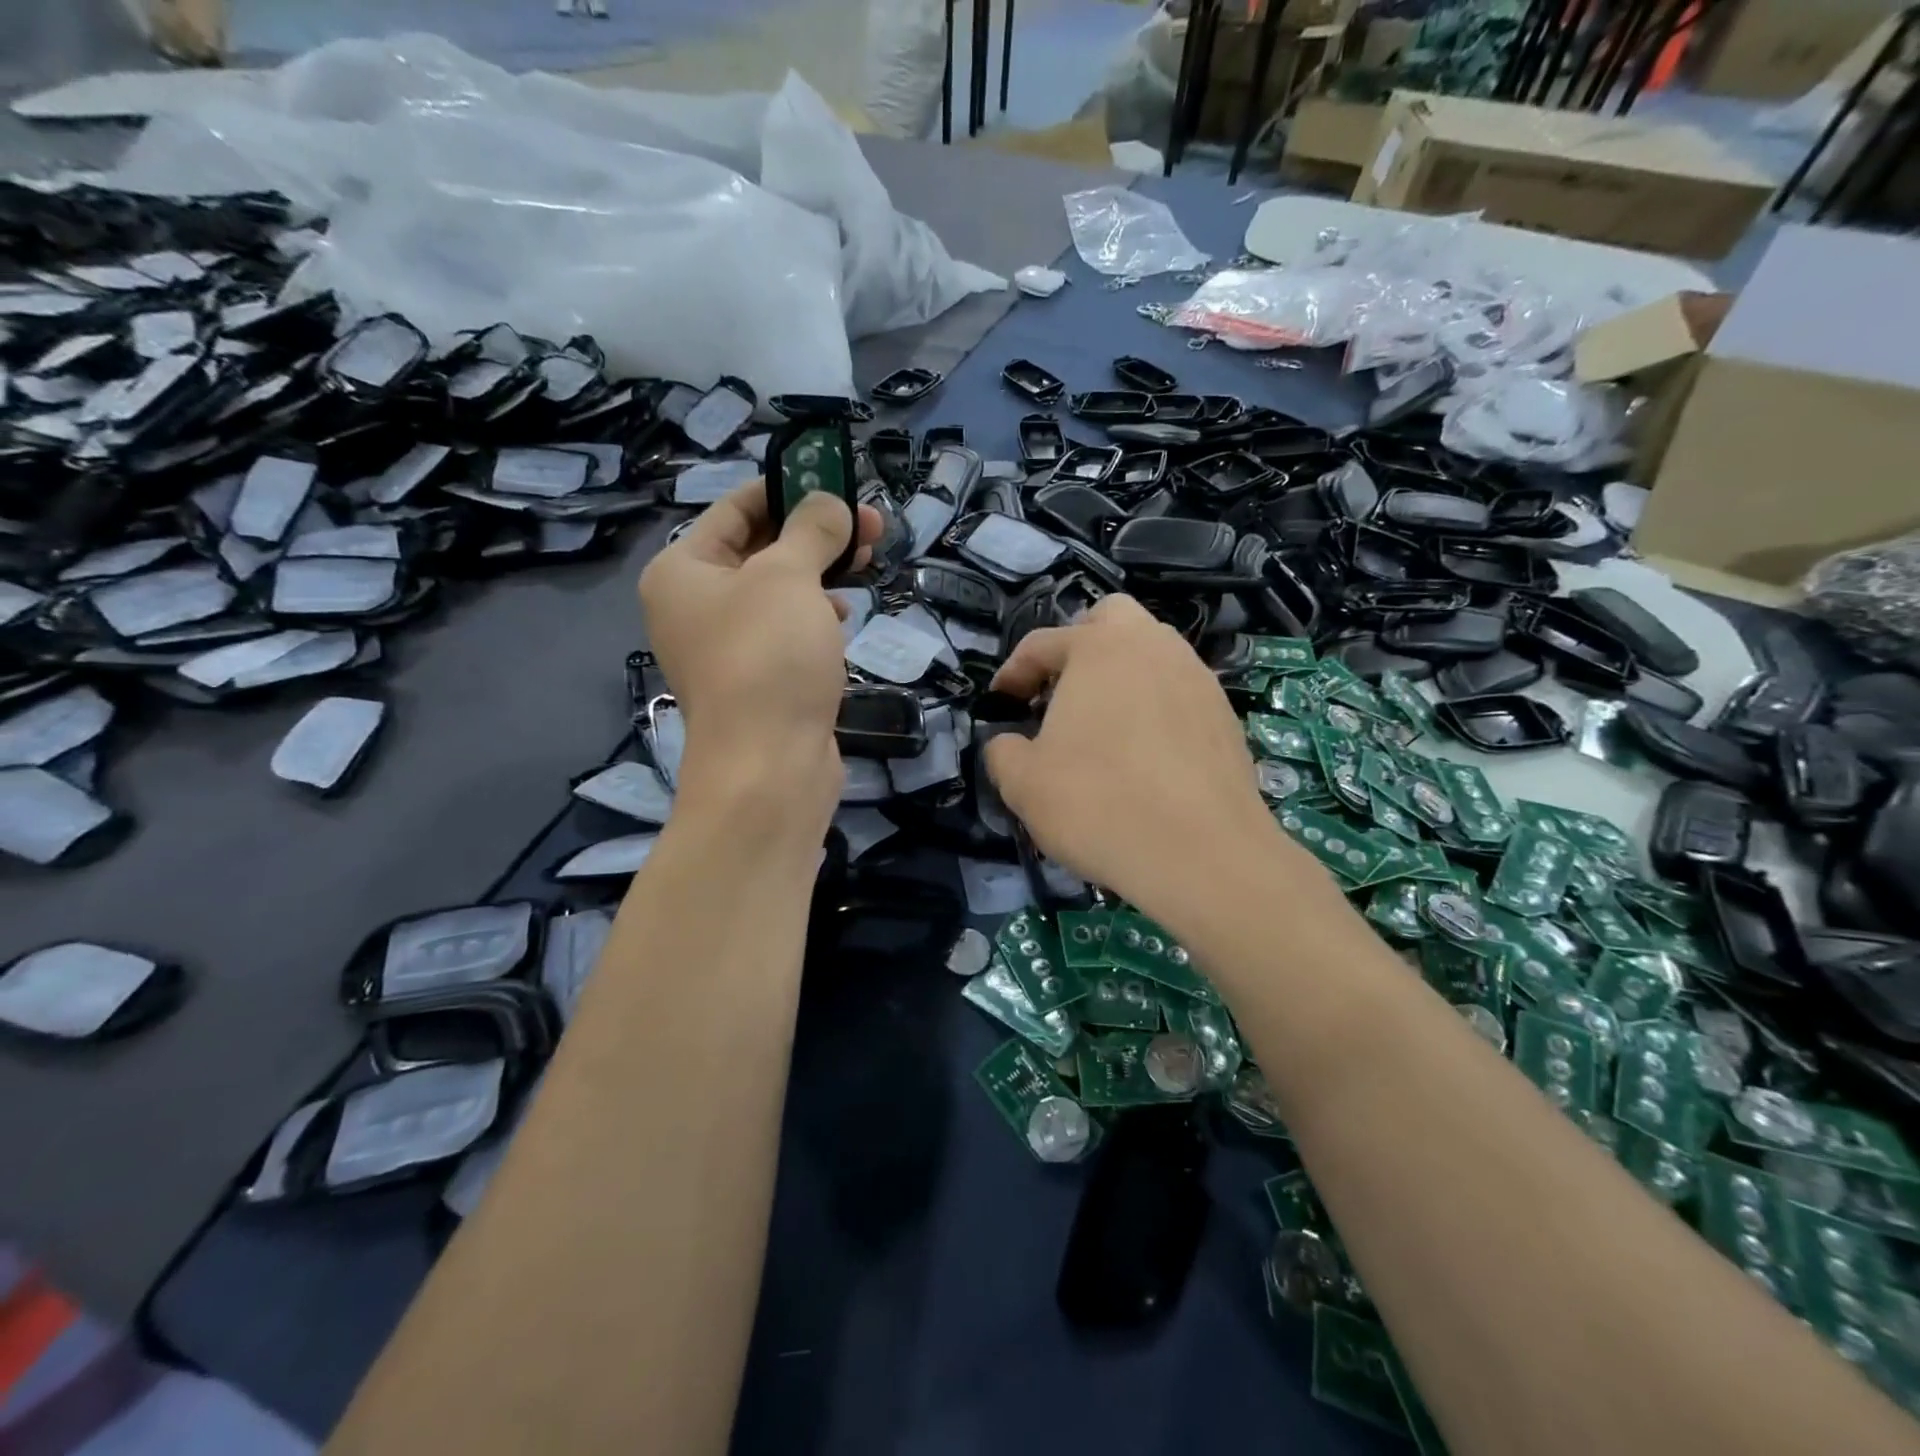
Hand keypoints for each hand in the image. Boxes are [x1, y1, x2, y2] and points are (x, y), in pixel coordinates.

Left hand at [638, 481, 879, 824]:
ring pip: (778, 591)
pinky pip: (786, 630)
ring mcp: (725, 646)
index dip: (787, 490)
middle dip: (816, 534)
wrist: (769, 766)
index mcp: (682, 570)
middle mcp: (695, 605)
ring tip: (868, 562)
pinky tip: (845, 614)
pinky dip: (816, 615)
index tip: (837, 484)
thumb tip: (831, 504)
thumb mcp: (790, 577)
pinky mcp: (758, 679)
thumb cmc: (768, 657)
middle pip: (760, 550)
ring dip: (822, 573)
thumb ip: (812, 530)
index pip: (735, 509)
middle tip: (871, 525)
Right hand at [985, 595, 1313, 916]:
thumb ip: (1003, 751)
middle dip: (1079, 645)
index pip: (1042, 644)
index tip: (1000, 705)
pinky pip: (1179, 694)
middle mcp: (1153, 646)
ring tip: (1103, 727)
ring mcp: (1197, 678)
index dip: (1012, 673)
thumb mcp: (1023, 782)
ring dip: (1121, 677)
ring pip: (1153, 654)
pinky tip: (1145, 757)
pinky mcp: (1226, 716)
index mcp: (1098, 648)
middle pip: (1111, 620)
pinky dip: (1155, 709)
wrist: (1202, 854)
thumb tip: (1008, 743)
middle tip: (1060, 692)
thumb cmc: (1098, 803)